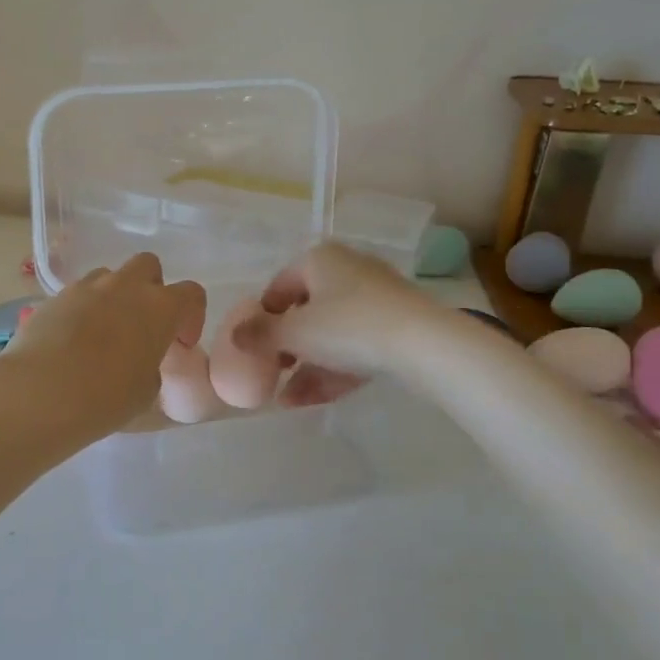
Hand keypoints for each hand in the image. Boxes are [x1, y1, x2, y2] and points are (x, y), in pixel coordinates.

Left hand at [0, 254, 206, 438]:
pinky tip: (75, 340)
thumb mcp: (146, 390)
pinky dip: (84, 309)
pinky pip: (79, 294)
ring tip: (106, 332)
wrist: (40, 391)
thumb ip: (152, 365)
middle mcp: (125, 286)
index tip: (180, 343)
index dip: (192, 317)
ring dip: (115, 296)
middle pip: (149, 266)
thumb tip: (141, 359)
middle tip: (144, 324)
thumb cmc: (105, 397)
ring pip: (110, 276)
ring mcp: (87, 287)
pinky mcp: (55, 296)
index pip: (192, 293)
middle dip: (151, 289)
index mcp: (159, 307)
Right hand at [232, 242, 435, 404]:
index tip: (254, 348)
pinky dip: (335, 368)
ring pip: (332, 333)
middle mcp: (347, 270)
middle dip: (287, 347)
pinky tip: (316, 399)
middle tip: (275, 372)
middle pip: (306, 311)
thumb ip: (259, 335)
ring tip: (289, 399)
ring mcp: (376, 298)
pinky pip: (357, 345)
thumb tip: (235, 337)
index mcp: (319, 259)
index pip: (278, 287)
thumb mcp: (294, 333)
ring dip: (308, 366)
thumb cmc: (347, 326)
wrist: (424, 343)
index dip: (262, 319)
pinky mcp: (397, 325)